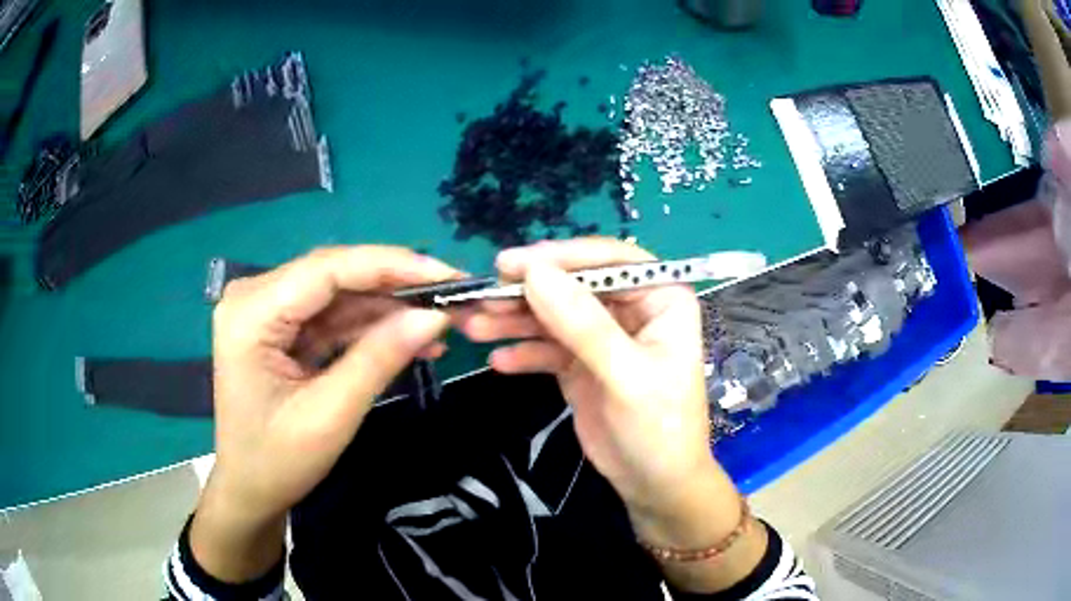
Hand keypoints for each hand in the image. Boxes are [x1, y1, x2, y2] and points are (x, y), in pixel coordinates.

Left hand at [192, 246, 457, 581]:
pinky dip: (371, 327)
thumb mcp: (331, 414)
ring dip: (388, 309)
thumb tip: (435, 316)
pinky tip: (410, 338)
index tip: (448, 275)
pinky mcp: (281, 326)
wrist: (250, 489)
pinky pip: (333, 316)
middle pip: (335, 275)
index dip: (392, 266)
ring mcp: (267, 310)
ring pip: (339, 294)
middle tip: (454, 296)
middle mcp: (255, 296)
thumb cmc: (278, 461)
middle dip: (395, 286)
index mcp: (251, 312)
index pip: (327, 268)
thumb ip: (380, 358)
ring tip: (441, 323)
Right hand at [457, 238, 765, 592]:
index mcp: (660, 298)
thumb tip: (535, 273)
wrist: (654, 484)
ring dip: (515, 320)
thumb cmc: (659, 427)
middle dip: (528, 291)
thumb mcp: (626, 375)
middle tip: (482, 296)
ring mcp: (602, 337)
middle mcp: (631, 309)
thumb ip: (582, 324)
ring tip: (473, 326)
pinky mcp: (580, 364)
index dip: (562, 256)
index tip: (513, 264)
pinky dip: (523, 352)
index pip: (610, 260)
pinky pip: (547, 348)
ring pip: (554, 315)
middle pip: (574, 285)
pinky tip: (499, 361)